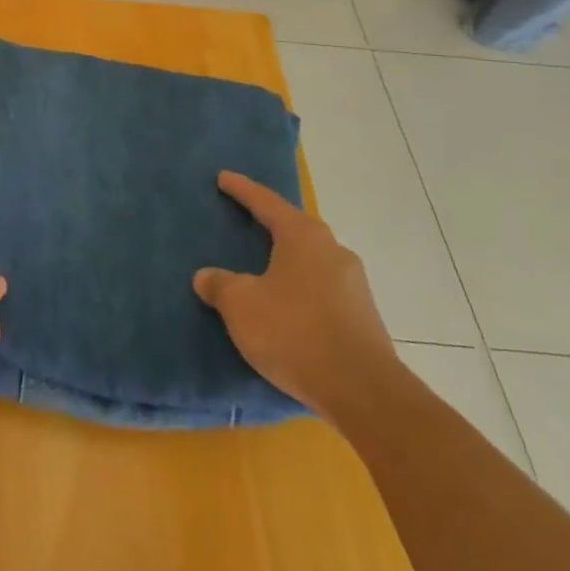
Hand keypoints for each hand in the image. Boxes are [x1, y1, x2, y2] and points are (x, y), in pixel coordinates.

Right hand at [193, 172, 396, 423]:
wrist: (362, 392)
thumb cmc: (294, 331)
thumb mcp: (241, 305)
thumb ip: (220, 285)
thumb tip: (207, 276)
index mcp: (304, 237)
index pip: (267, 203)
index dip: (242, 190)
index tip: (223, 178)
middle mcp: (334, 252)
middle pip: (295, 230)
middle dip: (270, 225)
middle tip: (244, 221)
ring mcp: (354, 286)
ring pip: (310, 262)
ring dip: (286, 262)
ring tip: (261, 269)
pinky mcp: (362, 318)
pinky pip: (320, 291)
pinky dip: (298, 290)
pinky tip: (284, 307)